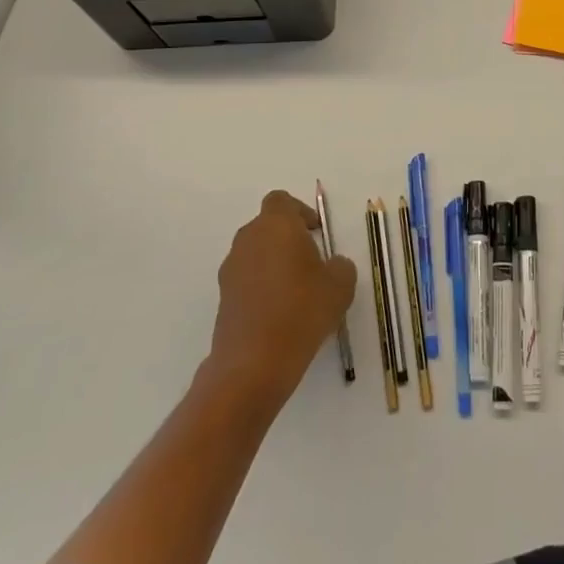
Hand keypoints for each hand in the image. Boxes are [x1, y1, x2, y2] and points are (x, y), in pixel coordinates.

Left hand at [208, 191, 356, 412]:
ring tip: (297, 291)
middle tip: (311, 262)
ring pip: (255, 253)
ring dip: (274, 263)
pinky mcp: (223, 298)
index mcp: (276, 225)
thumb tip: (331, 265)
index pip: (281, 201)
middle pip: (267, 226)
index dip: (300, 211)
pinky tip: (280, 313)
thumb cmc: (302, 311)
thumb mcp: (340, 285)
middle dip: (288, 238)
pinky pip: (246, 280)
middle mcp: (248, 240)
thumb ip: (340, 265)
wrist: (254, 363)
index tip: (316, 232)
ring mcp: (231, 270)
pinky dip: (261, 287)